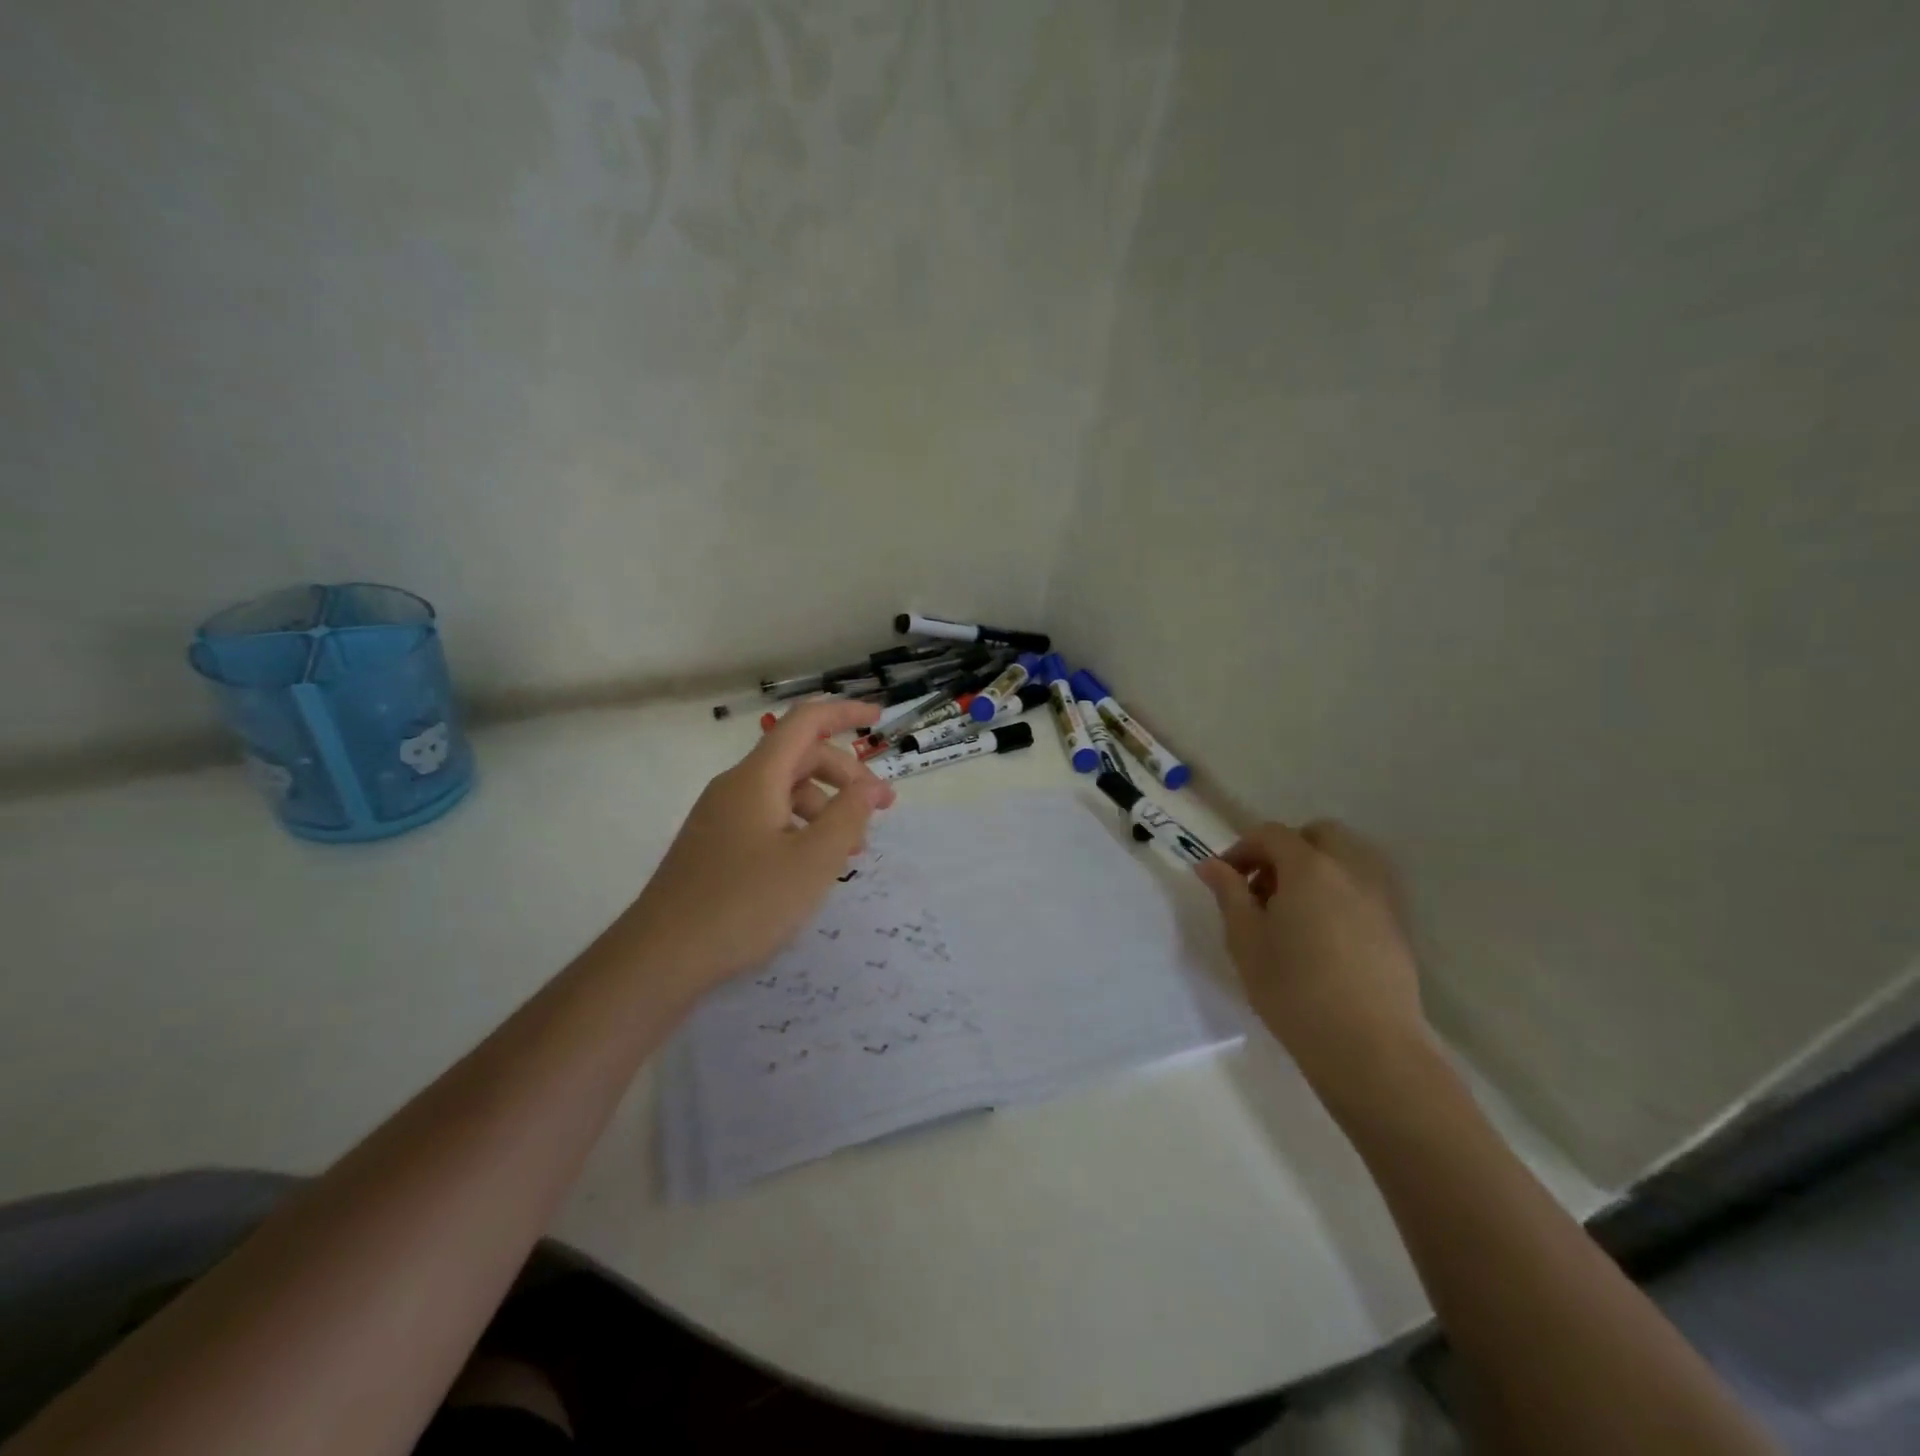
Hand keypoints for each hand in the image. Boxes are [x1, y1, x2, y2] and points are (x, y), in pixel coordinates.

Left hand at [620, 699, 895, 992]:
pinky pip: (767, 818)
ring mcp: (720, 816)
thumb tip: (869, 785)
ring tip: (851, 849)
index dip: (845, 713)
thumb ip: (848, 816)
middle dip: (846, 775)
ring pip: (784, 791)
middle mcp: (736, 786)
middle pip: (799, 758)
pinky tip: (812, 864)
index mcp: (758, 778)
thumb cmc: (744, 904)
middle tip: (881, 810)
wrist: (660, 957)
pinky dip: (800, 827)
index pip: (806, 722)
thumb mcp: (813, 861)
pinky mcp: (714, 845)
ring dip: (826, 807)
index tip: (880, 718)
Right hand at [1196, 820, 1432, 1101]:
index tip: (1225, 879)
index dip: (1242, 849)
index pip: (1272, 835)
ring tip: (1294, 908)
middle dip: (1286, 849)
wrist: (1368, 1047)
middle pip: (1319, 834)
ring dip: (1317, 866)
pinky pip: (1365, 886)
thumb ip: (1229, 894)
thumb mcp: (1245, 940)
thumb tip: (1210, 864)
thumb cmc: (1293, 990)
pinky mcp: (1397, 925)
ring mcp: (1381, 896)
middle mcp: (1350, 870)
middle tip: (1263, 887)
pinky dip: (1340, 890)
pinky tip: (1323, 931)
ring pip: (1348, 857)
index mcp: (1309, 867)